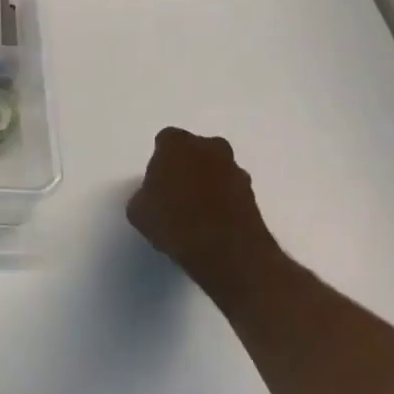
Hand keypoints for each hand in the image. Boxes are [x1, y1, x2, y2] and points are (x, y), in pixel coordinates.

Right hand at [127, 128, 281, 295]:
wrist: (227, 252)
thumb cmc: (174, 222)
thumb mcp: (139, 211)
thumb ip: (144, 195)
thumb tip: (152, 197)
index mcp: (177, 143)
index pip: (165, 141)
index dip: (160, 161)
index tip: (156, 181)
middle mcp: (209, 148)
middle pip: (195, 151)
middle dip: (188, 166)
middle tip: (176, 194)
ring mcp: (236, 170)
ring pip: (217, 170)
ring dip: (209, 184)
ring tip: (196, 214)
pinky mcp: (254, 196)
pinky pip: (232, 193)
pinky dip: (224, 203)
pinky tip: (213, 225)